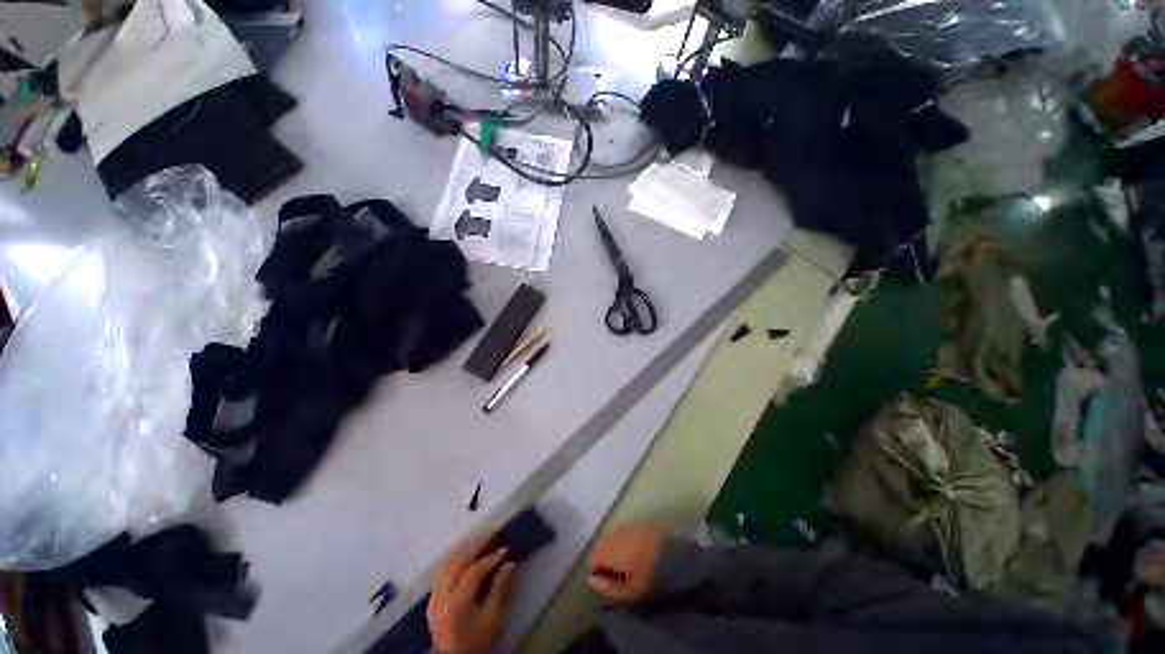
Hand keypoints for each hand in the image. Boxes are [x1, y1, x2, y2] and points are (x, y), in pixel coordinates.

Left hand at [427, 533, 517, 653]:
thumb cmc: (477, 641)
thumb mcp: (492, 618)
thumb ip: (500, 589)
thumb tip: (511, 563)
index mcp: (456, 602)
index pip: (474, 571)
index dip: (491, 558)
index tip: (506, 549)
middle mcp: (441, 596)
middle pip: (457, 562)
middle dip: (476, 544)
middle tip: (492, 532)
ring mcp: (434, 596)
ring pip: (447, 563)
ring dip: (464, 548)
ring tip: (480, 538)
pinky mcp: (432, 598)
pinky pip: (442, 570)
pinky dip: (455, 557)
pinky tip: (465, 552)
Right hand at [587, 524, 663, 603]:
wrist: (679, 555)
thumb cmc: (652, 577)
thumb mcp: (630, 592)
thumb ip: (608, 587)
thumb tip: (590, 580)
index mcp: (611, 549)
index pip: (592, 558)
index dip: (594, 573)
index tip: (603, 584)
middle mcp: (616, 534)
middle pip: (600, 546)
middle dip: (602, 559)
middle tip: (612, 576)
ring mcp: (628, 526)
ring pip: (611, 538)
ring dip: (612, 550)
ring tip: (622, 567)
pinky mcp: (639, 524)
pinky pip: (623, 533)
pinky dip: (622, 543)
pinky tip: (631, 554)